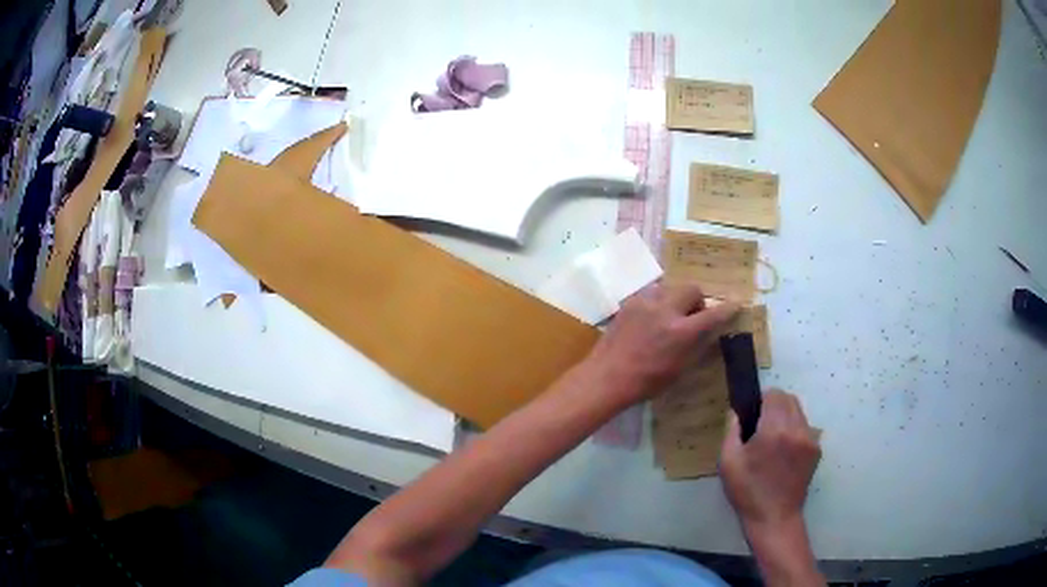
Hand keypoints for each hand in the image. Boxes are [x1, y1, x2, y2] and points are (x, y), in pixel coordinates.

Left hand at [583, 281, 739, 404]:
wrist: (607, 376)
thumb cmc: (646, 381)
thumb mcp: (679, 369)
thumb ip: (696, 345)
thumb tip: (708, 332)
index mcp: (681, 332)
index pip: (712, 314)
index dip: (727, 308)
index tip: (735, 303)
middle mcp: (665, 310)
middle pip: (692, 289)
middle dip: (696, 300)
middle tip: (691, 317)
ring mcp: (645, 303)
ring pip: (670, 288)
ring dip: (675, 300)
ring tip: (668, 318)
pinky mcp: (630, 302)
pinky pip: (651, 294)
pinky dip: (657, 303)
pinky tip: (649, 320)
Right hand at [719, 390, 820, 533]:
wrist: (774, 518)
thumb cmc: (748, 491)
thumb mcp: (728, 462)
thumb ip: (731, 430)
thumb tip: (736, 412)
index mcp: (774, 430)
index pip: (774, 394)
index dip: (762, 399)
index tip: (752, 414)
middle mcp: (797, 429)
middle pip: (789, 399)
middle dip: (774, 405)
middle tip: (760, 426)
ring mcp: (810, 439)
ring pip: (799, 412)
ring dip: (786, 417)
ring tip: (773, 440)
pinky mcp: (816, 450)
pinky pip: (805, 428)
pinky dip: (795, 431)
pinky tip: (784, 452)